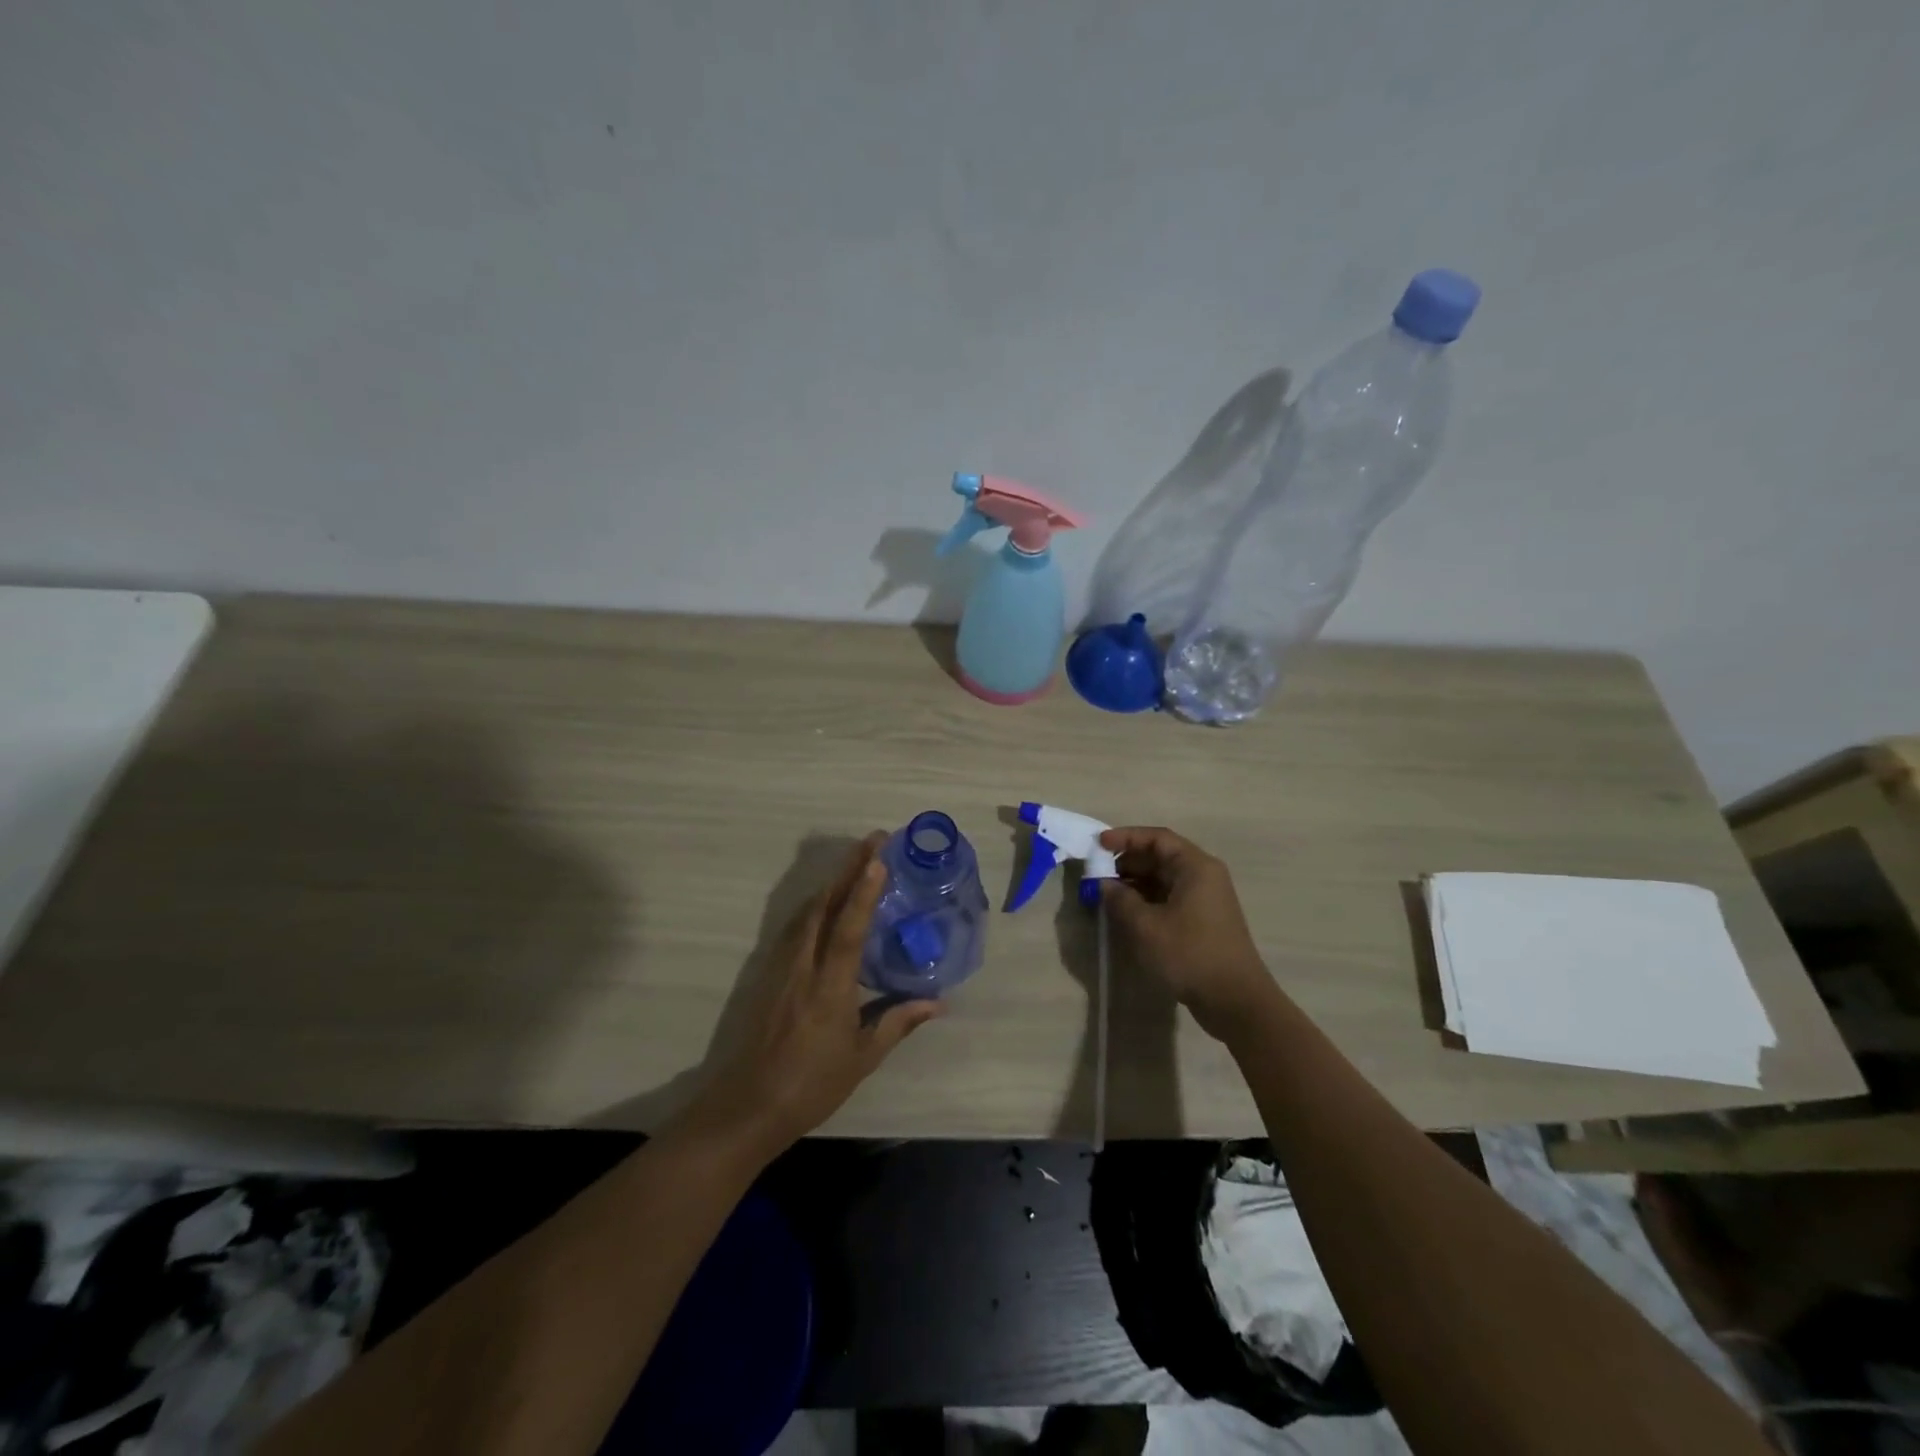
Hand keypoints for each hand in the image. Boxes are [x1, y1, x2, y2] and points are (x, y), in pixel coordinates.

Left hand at [683, 834, 940, 1158]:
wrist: (747, 1105)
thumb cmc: (811, 1085)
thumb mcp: (862, 1059)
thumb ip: (898, 1022)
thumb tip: (938, 1002)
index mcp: (830, 987)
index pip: (848, 928)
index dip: (863, 891)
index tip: (878, 857)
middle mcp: (803, 967)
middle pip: (823, 905)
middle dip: (848, 868)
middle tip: (873, 841)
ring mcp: (781, 967)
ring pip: (806, 911)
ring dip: (831, 881)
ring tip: (855, 861)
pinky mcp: (768, 974)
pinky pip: (795, 927)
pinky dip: (814, 904)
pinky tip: (825, 903)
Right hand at [1098, 826, 1276, 1042]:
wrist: (1235, 1001)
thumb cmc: (1190, 955)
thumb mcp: (1146, 926)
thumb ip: (1120, 899)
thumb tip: (1104, 884)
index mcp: (1195, 867)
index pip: (1157, 838)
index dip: (1125, 837)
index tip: (1097, 844)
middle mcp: (1203, 876)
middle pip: (1160, 857)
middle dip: (1127, 862)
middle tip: (1097, 873)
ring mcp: (1205, 900)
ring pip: (1163, 879)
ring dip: (1134, 883)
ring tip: (1106, 894)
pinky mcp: (1202, 921)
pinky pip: (1169, 898)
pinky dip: (1146, 900)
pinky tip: (1126, 913)